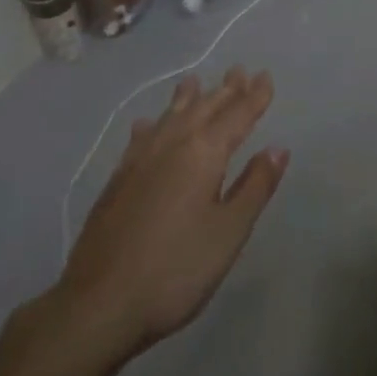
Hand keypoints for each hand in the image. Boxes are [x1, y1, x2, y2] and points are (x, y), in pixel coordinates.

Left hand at [54, 66, 287, 361]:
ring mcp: (140, 159)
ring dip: (188, 98)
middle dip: (225, 90)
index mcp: (204, 153)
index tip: (266, 76)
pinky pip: (142, 136)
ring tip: (196, 82)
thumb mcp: (228, 233)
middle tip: (239, 72)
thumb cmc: (176, 270)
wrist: (99, 303)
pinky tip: (147, 125)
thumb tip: (277, 148)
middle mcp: (173, 144)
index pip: (237, 115)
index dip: (254, 96)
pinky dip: (153, 124)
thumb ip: (254, 187)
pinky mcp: (118, 178)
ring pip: (171, 116)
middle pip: (204, 108)